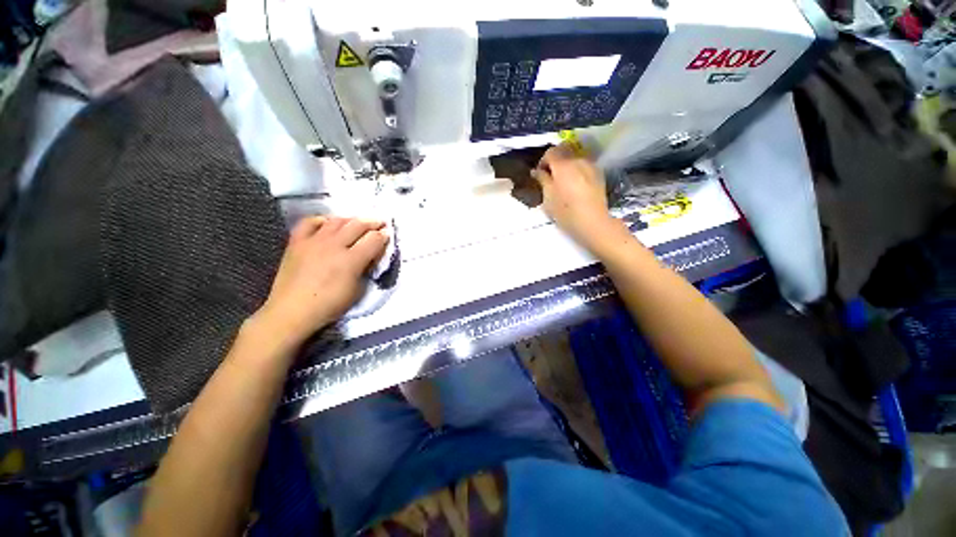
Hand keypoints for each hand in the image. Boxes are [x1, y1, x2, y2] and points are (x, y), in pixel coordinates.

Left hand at [256, 217, 389, 344]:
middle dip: (373, 222)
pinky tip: (328, 223)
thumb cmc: (329, 305)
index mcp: (351, 260)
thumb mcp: (358, 290)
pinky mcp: (297, 242)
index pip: (373, 240)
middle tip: (380, 222)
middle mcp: (334, 245)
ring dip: (351, 220)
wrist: (292, 311)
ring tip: (358, 223)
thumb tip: (369, 257)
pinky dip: (322, 220)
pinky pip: (309, 222)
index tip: (388, 234)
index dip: (384, 235)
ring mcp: (313, 241)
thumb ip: (366, 269)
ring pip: (337, 220)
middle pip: (358, 225)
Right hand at [533, 144, 619, 250]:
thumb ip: (542, 180)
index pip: (550, 152)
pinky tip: (575, 185)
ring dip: (566, 165)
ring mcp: (591, 165)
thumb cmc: (566, 212)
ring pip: (575, 157)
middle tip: (550, 176)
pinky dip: (577, 170)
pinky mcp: (599, 173)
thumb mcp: (548, 198)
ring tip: (563, 181)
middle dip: (555, 160)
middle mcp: (578, 160)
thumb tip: (536, 171)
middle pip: (564, 150)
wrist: (593, 222)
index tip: (539, 174)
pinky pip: (584, 165)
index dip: (542, 161)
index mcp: (563, 165)